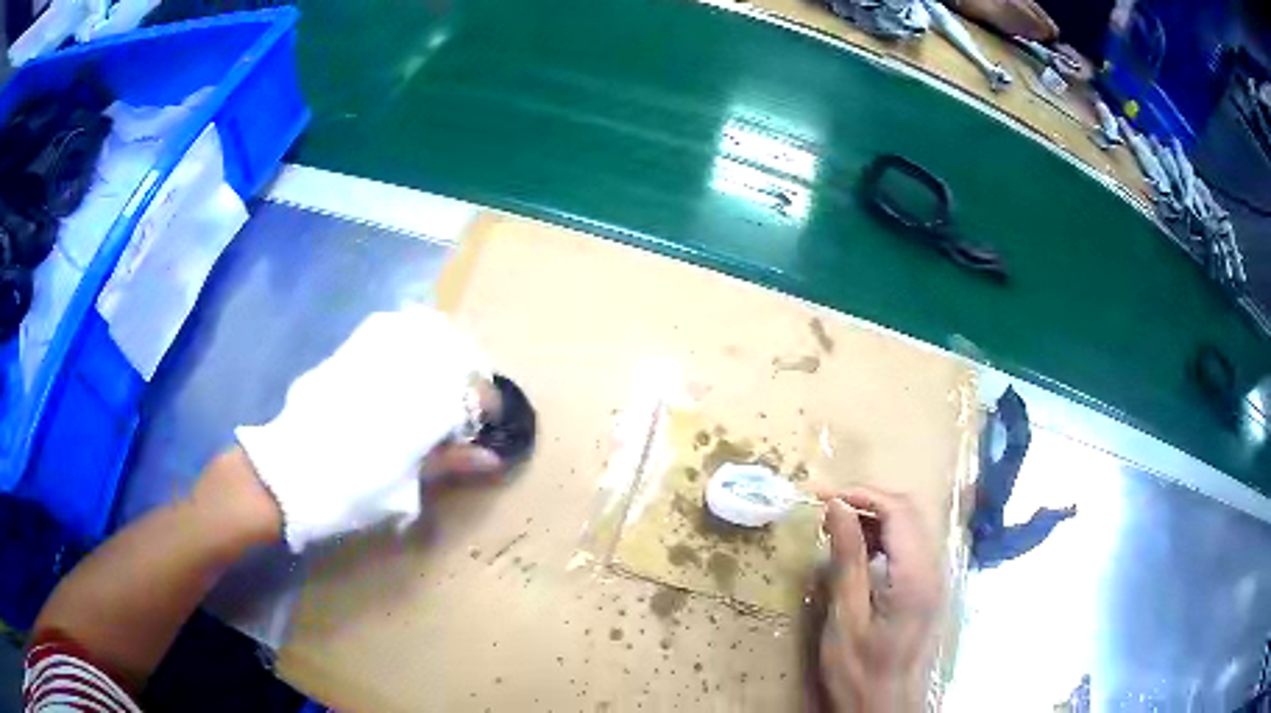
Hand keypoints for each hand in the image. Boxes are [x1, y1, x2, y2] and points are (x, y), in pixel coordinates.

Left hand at [235, 305, 503, 551]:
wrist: (288, 473)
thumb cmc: (352, 488)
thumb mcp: (406, 485)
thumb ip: (449, 463)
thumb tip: (492, 458)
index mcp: (424, 404)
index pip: (476, 393)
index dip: (487, 408)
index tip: (485, 425)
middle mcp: (404, 368)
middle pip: (456, 356)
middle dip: (467, 377)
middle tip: (464, 405)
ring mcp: (375, 353)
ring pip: (425, 334)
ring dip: (440, 355)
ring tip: (438, 382)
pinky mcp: (349, 351)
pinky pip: (389, 330)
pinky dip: (408, 340)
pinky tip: (404, 363)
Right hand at [817, 487, 943, 712]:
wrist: (884, 704)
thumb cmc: (859, 669)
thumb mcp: (846, 616)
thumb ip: (848, 558)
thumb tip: (837, 506)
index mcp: (916, 574)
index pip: (898, 510)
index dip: (861, 494)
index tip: (820, 496)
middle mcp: (933, 568)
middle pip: (909, 512)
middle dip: (868, 501)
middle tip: (826, 510)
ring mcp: (933, 577)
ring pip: (910, 526)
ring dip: (875, 518)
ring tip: (836, 528)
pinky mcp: (926, 587)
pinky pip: (909, 546)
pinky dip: (883, 537)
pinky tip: (858, 551)